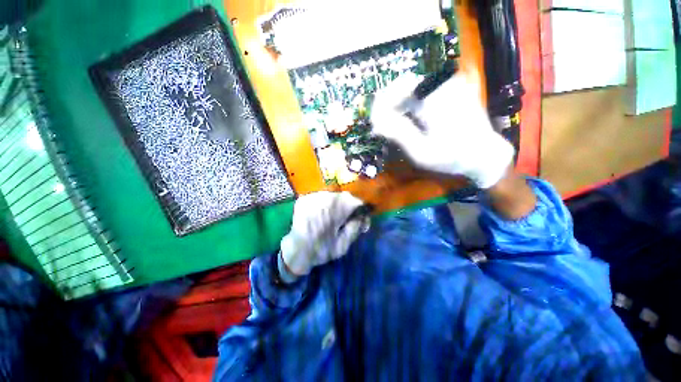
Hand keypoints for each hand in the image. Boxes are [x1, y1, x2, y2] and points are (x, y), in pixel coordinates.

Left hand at [280, 191, 366, 278]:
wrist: (295, 251)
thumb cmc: (321, 250)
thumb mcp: (344, 244)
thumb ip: (356, 227)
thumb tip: (364, 217)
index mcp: (338, 207)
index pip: (357, 202)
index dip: (360, 211)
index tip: (360, 220)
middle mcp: (326, 196)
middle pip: (344, 197)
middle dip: (347, 208)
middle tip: (345, 220)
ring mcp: (314, 195)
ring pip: (332, 196)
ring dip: (335, 205)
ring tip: (331, 218)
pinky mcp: (304, 198)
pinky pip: (320, 198)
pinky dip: (323, 205)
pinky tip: (321, 215)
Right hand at [371, 72, 513, 188]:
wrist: (485, 155)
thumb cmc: (453, 157)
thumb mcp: (422, 151)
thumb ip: (399, 133)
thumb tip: (376, 122)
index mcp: (436, 98)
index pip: (401, 87)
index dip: (383, 102)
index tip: (375, 122)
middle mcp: (442, 86)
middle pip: (405, 85)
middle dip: (388, 105)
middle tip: (380, 126)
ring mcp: (448, 87)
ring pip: (412, 89)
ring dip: (397, 106)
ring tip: (389, 127)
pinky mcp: (450, 93)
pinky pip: (422, 94)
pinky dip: (409, 107)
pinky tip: (405, 121)